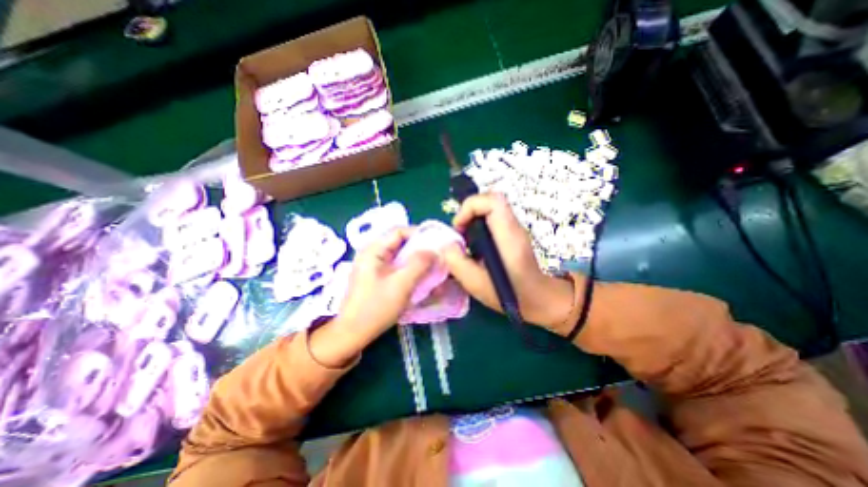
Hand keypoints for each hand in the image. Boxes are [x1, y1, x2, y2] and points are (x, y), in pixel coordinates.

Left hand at [337, 228, 434, 338]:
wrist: (353, 333)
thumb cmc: (375, 308)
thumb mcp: (401, 284)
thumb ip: (419, 264)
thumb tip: (434, 251)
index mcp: (373, 250)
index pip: (399, 231)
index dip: (419, 233)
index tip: (436, 242)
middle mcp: (372, 253)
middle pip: (400, 242)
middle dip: (419, 247)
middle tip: (437, 255)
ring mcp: (374, 265)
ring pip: (399, 255)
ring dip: (416, 259)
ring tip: (432, 266)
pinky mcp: (377, 276)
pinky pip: (397, 266)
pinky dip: (410, 268)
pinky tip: (420, 276)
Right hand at [442, 193, 574, 329]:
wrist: (539, 298)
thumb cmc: (510, 295)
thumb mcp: (476, 283)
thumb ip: (456, 262)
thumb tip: (446, 243)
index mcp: (509, 236)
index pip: (493, 201)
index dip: (470, 207)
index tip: (459, 227)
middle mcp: (514, 227)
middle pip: (490, 200)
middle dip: (468, 212)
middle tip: (460, 234)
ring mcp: (514, 228)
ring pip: (490, 208)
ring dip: (472, 219)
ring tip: (466, 242)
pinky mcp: (512, 233)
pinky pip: (492, 218)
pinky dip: (478, 226)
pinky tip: (475, 246)